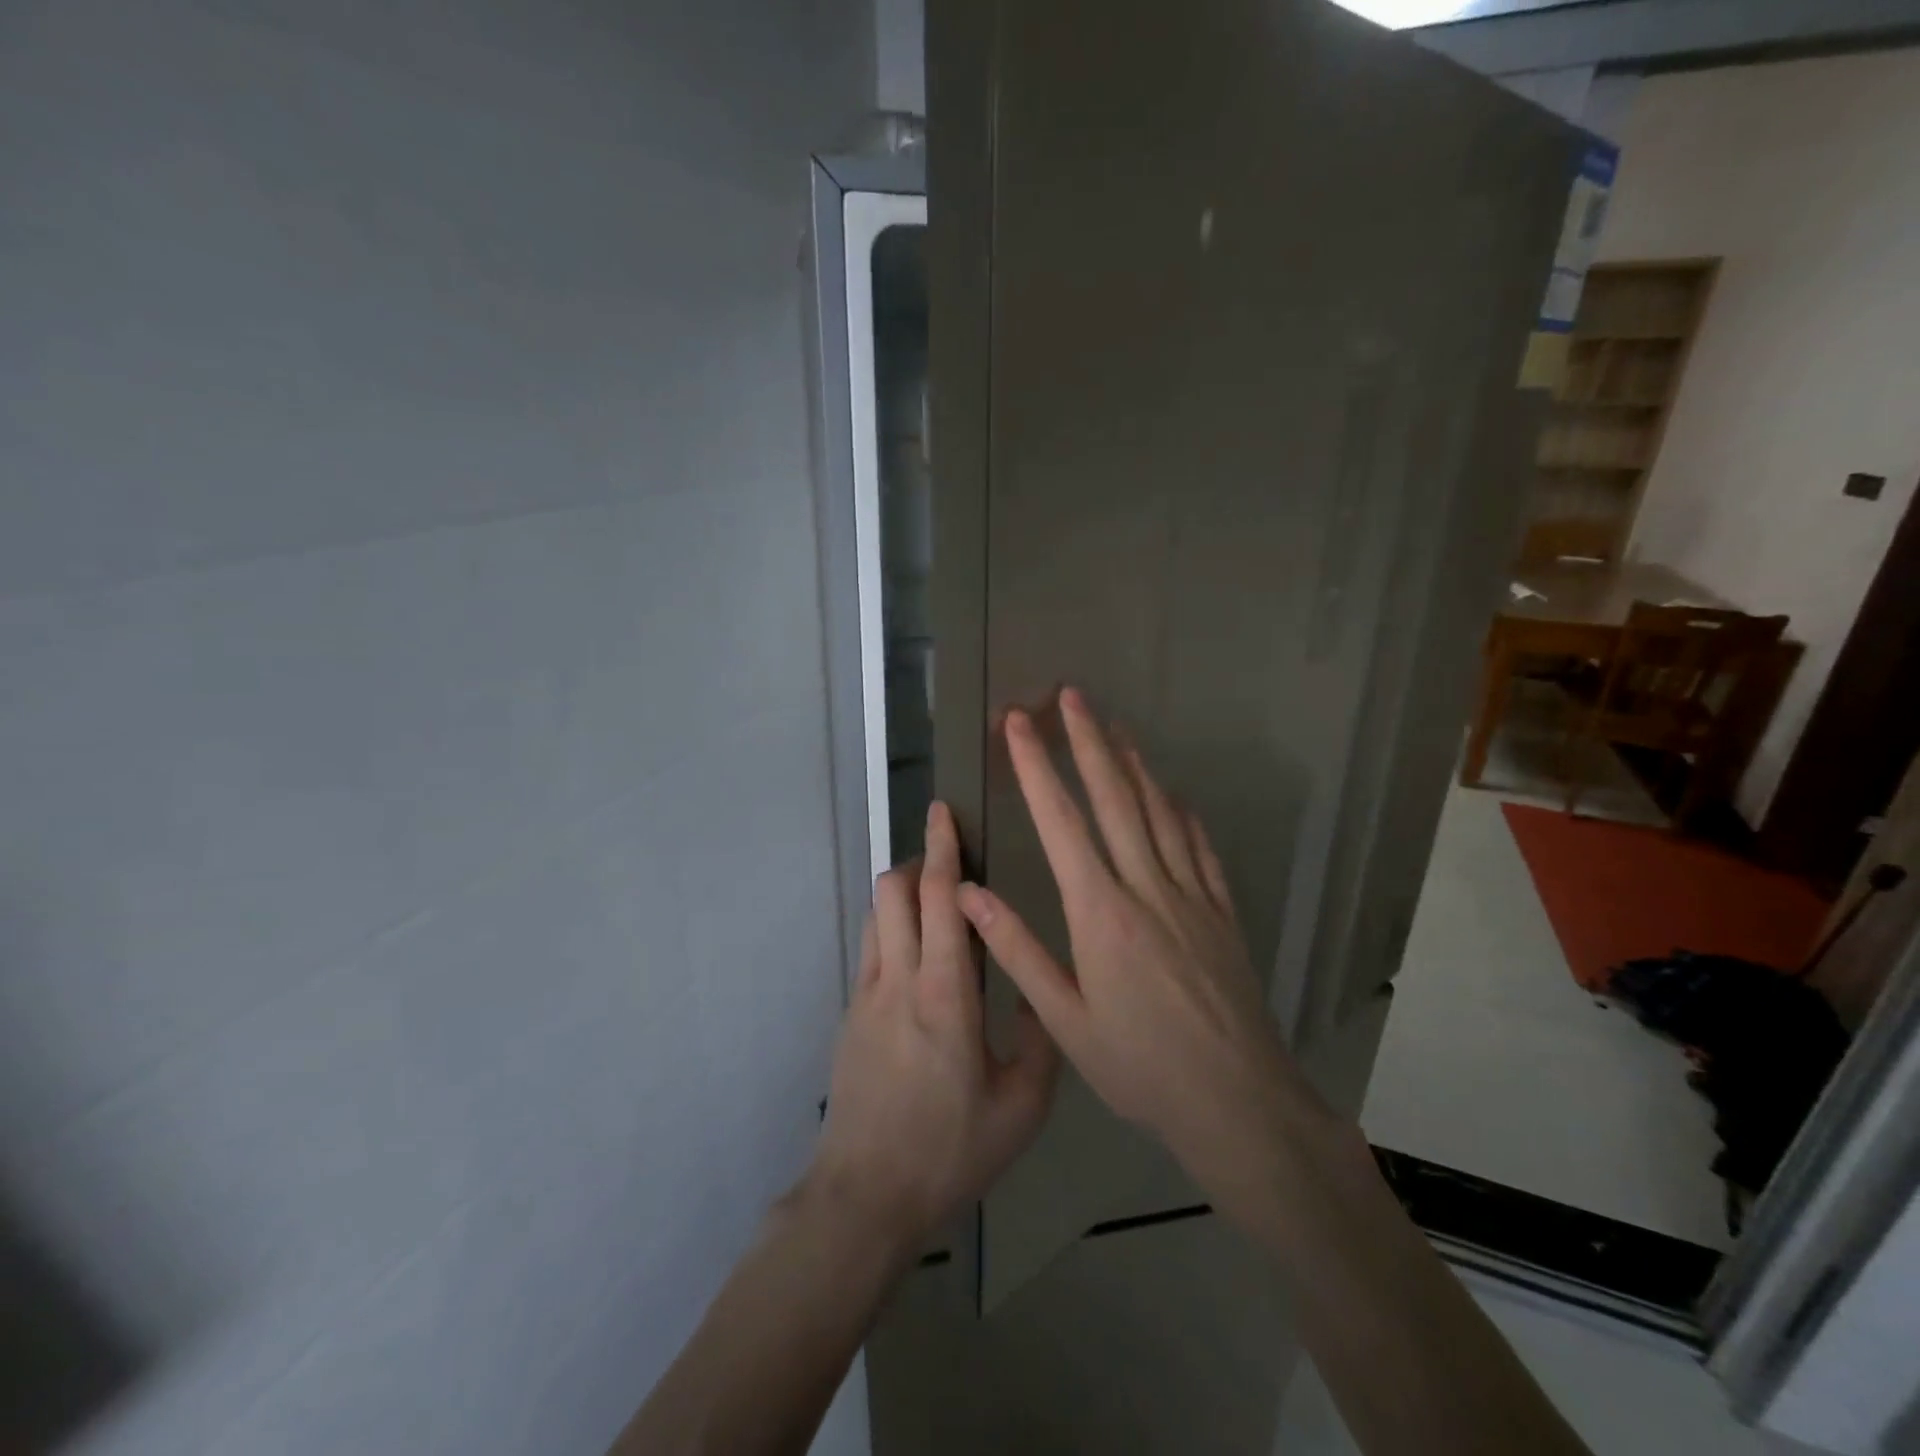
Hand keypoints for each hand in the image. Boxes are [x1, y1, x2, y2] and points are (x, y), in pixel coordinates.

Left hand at [808, 800, 1059, 1257]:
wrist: (865, 1196)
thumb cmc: (950, 1151)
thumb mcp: (1022, 1107)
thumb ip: (1041, 1039)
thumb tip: (1041, 988)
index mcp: (944, 994)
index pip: (938, 899)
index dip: (942, 849)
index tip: (945, 812)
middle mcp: (898, 979)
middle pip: (895, 890)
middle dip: (919, 860)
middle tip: (949, 857)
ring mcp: (866, 994)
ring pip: (877, 914)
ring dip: (902, 892)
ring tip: (935, 902)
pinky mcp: (850, 1013)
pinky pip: (871, 947)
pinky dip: (892, 927)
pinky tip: (918, 958)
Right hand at [956, 687, 1333, 1215]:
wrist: (1237, 1101)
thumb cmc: (1140, 1066)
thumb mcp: (1066, 1020)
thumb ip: (1017, 950)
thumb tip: (970, 893)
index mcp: (1100, 913)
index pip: (1061, 822)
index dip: (1036, 767)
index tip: (1018, 724)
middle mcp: (1146, 888)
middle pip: (1114, 798)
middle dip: (1086, 741)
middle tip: (1070, 695)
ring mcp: (1191, 895)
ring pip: (1159, 811)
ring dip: (1133, 763)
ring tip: (1113, 726)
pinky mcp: (1222, 911)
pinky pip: (1199, 847)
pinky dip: (1181, 811)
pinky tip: (1173, 794)